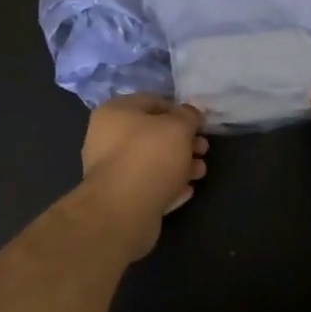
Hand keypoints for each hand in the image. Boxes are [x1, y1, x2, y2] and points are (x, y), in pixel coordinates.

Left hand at [78, 94, 208, 258]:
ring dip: (179, 164)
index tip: (199, 123)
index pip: (152, 101)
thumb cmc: (150, 155)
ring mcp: (111, 170)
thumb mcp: (178, 126)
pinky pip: (147, 185)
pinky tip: (186, 190)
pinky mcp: (118, 198)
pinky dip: (167, 185)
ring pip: (152, 161)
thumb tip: (190, 114)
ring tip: (200, 172)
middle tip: (204, 149)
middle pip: (152, 134)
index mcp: (114, 112)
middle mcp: (106, 138)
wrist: (123, 210)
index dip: (179, 110)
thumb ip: (188, 116)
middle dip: (183, 141)